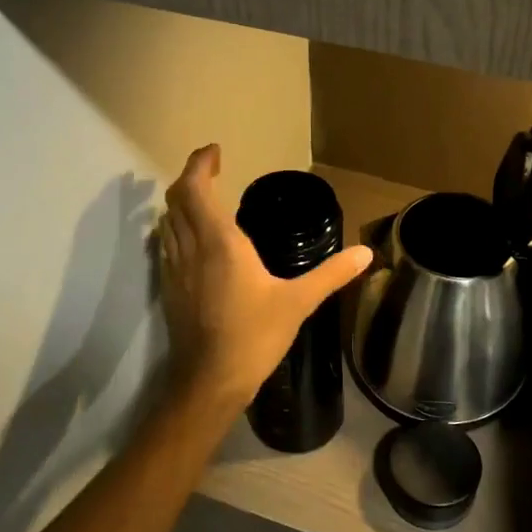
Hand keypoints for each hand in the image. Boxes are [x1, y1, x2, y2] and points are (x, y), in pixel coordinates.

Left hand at [158, 146, 372, 410]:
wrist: (210, 380)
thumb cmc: (254, 336)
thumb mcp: (299, 302)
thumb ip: (331, 274)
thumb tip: (366, 254)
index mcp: (219, 242)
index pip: (195, 188)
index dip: (199, 164)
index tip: (215, 151)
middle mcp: (190, 247)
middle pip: (176, 199)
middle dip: (191, 177)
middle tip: (212, 170)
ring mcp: (174, 268)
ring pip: (167, 221)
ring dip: (181, 202)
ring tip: (204, 199)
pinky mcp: (168, 287)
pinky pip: (165, 243)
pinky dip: (175, 227)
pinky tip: (193, 239)